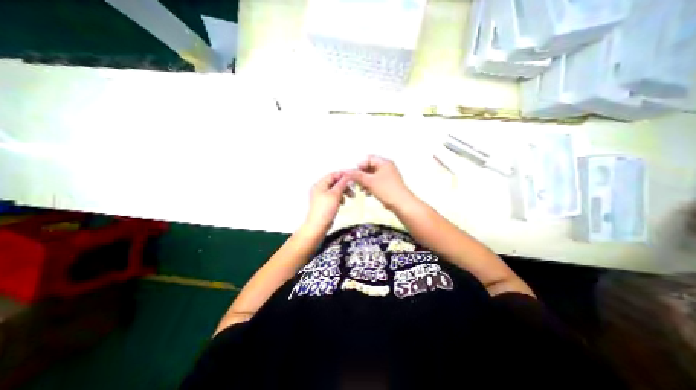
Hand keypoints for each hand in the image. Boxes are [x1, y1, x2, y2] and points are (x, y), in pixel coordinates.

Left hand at [304, 171, 350, 233]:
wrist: (318, 226)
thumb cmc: (325, 210)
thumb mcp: (335, 194)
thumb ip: (342, 184)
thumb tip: (348, 176)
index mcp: (320, 184)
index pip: (333, 175)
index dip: (343, 175)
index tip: (353, 177)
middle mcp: (320, 188)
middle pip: (335, 182)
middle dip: (345, 185)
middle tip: (353, 189)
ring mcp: (322, 196)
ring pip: (335, 189)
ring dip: (343, 192)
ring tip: (350, 197)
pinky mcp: (325, 203)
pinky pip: (334, 196)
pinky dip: (340, 198)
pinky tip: (343, 203)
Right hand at [347, 155, 411, 209]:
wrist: (401, 204)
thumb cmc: (388, 190)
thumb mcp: (369, 181)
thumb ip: (357, 175)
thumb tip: (347, 171)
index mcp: (384, 163)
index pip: (368, 159)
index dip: (359, 165)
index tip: (353, 173)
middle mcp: (387, 168)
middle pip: (369, 167)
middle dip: (361, 175)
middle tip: (355, 181)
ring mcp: (387, 176)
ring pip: (372, 176)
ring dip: (364, 181)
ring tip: (360, 188)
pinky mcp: (387, 185)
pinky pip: (375, 182)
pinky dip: (370, 186)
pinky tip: (367, 192)